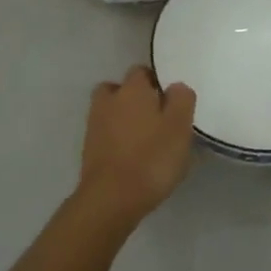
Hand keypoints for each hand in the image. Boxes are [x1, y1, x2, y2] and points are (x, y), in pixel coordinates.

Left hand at [77, 66, 196, 220]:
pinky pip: (106, 134)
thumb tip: (175, 87)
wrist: (112, 198)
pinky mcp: (89, 149)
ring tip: (145, 138)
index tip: (171, 102)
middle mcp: (109, 100)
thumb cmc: (152, 158)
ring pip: (112, 111)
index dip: (157, 83)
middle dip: (136, 98)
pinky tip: (133, 155)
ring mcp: (94, 125)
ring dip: (125, 118)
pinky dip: (117, 139)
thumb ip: (182, 99)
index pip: (143, 72)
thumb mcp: (180, 126)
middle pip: (122, 89)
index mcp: (132, 89)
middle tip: (157, 118)